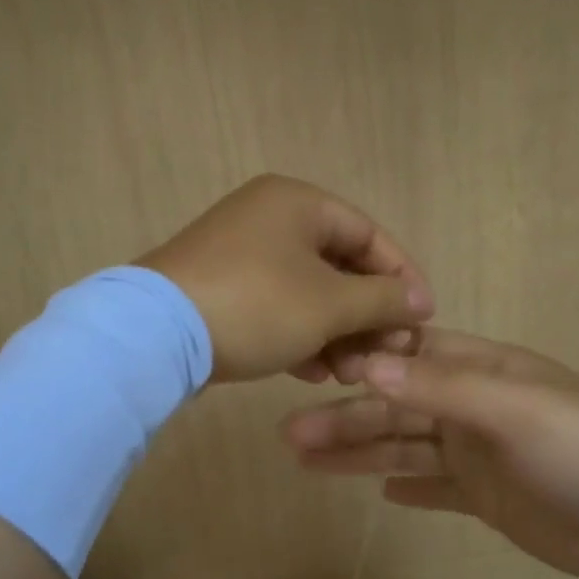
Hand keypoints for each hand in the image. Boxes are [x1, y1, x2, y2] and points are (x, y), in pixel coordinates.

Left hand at [138, 175, 433, 383]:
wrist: (155, 336)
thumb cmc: (257, 305)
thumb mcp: (329, 304)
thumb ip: (382, 299)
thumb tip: (420, 301)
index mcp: (297, 203)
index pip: (370, 234)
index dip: (402, 277)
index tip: (423, 318)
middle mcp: (269, 219)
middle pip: (339, 267)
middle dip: (367, 317)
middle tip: (385, 356)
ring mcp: (241, 256)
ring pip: (308, 294)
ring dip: (337, 335)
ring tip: (351, 375)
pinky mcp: (221, 291)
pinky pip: (277, 309)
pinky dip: (301, 338)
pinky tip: (315, 373)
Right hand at [281, 329, 578, 578]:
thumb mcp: (513, 411)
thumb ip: (440, 388)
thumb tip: (365, 364)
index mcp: (484, 371)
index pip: (411, 357)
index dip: (362, 362)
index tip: (310, 372)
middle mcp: (477, 407)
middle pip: (398, 407)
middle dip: (346, 418)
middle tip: (288, 435)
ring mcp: (482, 455)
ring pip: (407, 447)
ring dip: (360, 451)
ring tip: (305, 459)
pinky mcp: (489, 498)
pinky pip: (435, 486)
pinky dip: (407, 484)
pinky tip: (377, 487)